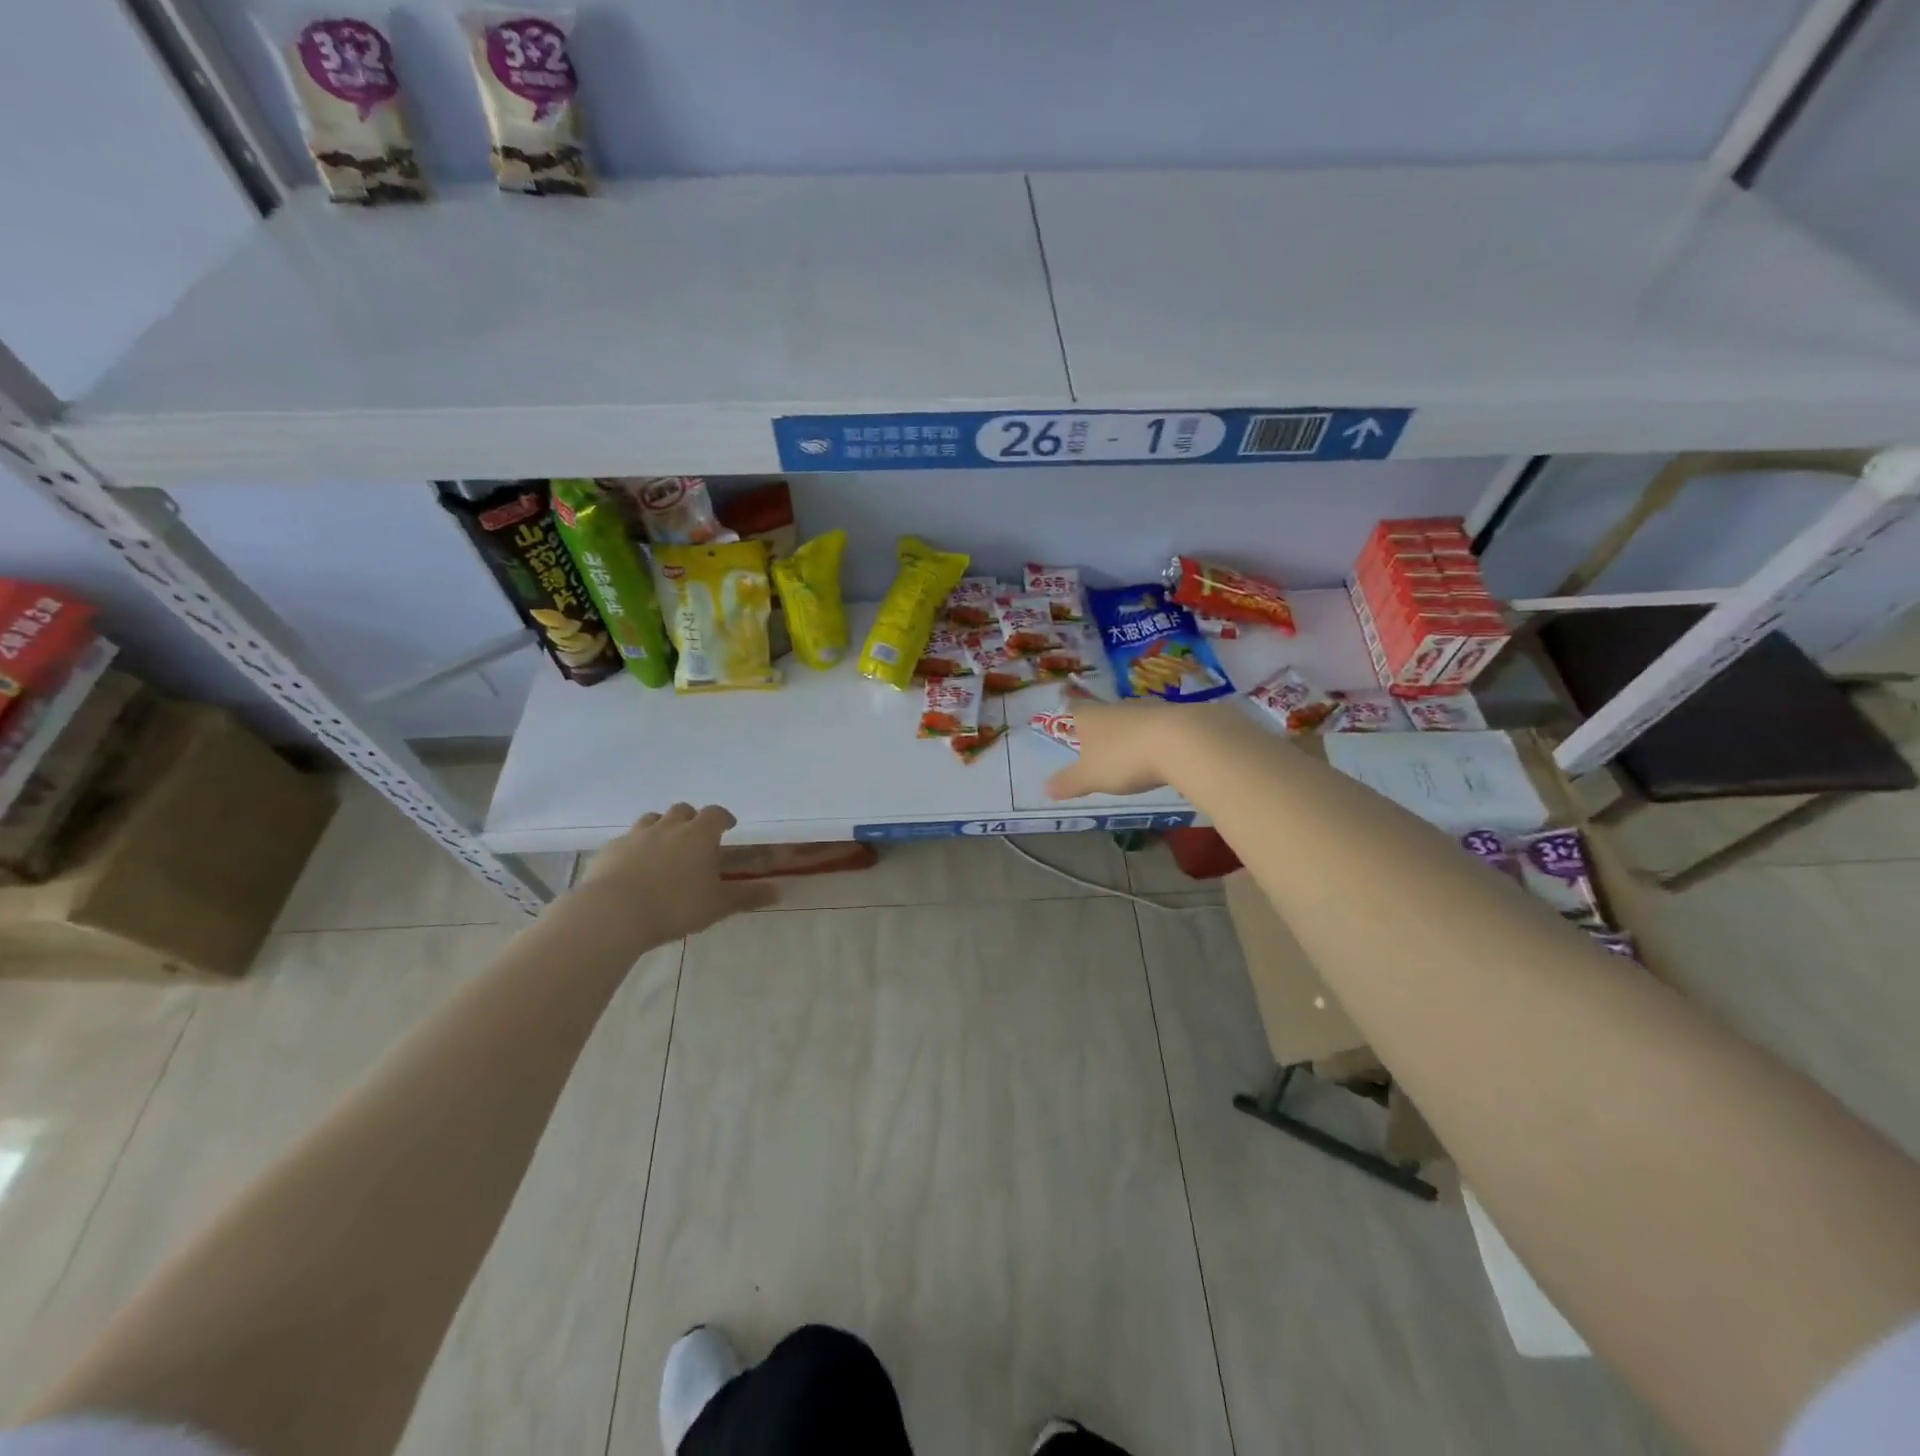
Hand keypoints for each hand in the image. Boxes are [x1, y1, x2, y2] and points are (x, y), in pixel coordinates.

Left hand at [576, 803, 778, 938]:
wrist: (613, 913)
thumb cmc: (675, 906)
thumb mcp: (718, 905)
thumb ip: (748, 896)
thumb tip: (780, 891)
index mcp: (699, 834)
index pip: (716, 814)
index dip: (724, 818)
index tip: (728, 826)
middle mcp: (668, 827)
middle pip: (682, 810)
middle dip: (691, 819)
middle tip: (696, 838)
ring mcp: (635, 836)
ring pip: (652, 820)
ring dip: (662, 828)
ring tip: (665, 848)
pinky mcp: (610, 850)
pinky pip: (627, 840)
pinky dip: (635, 847)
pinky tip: (634, 867)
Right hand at [1044, 692, 1194, 800]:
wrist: (1183, 742)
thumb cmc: (1125, 758)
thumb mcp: (1091, 777)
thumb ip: (1069, 783)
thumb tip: (1046, 788)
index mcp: (1092, 717)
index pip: (1075, 709)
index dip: (1071, 716)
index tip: (1070, 721)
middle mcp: (1119, 707)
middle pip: (1106, 713)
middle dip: (1104, 727)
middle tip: (1102, 745)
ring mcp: (1151, 709)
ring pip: (1135, 718)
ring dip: (1133, 732)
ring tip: (1134, 752)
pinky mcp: (1179, 716)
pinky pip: (1163, 726)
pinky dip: (1160, 737)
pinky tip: (1165, 753)